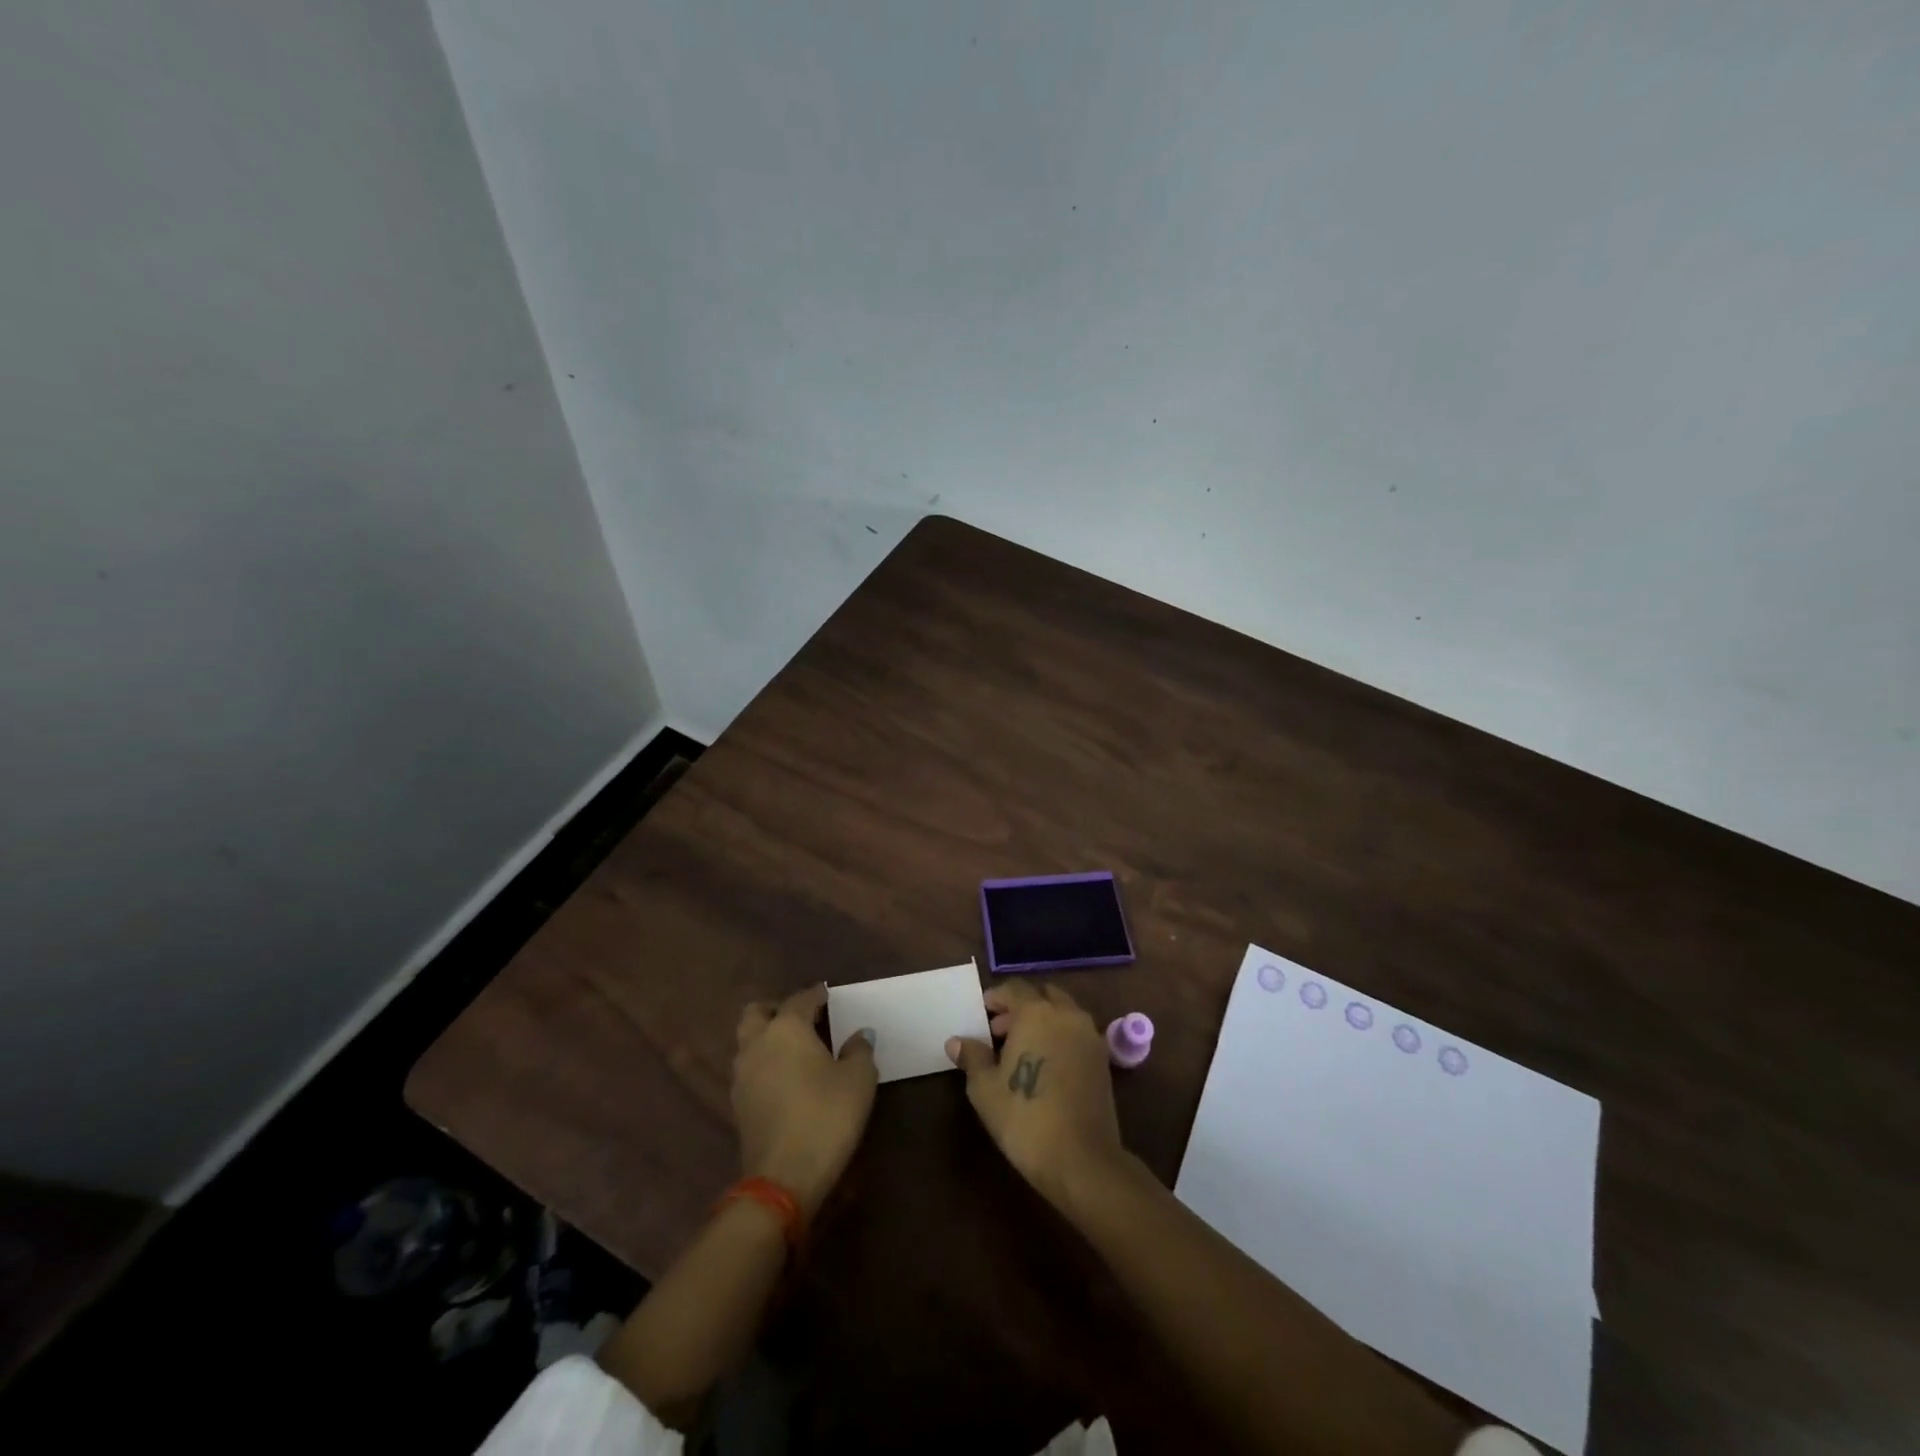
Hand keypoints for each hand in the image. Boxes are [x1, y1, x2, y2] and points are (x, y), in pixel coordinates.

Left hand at [733, 984, 877, 1217]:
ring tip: (794, 1048)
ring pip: (748, 1041)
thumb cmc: (827, 1116)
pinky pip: (749, 1069)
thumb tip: (859, 1035)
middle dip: (776, 1009)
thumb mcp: (859, 1079)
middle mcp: (758, 1044)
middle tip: (802, 1017)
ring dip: (767, 1037)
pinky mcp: (737, 1105)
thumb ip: (859, 1050)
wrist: (783, 1177)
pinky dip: (764, 1064)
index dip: (817, 994)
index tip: (828, 994)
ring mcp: (742, 1075)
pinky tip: (785, 1077)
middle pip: (757, 1013)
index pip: (800, 999)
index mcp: (787, 1028)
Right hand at [946, 979, 1124, 1205]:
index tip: (983, 1014)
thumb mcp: (985, 1089)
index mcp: (1036, 1012)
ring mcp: (1089, 1036)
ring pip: (1063, 1012)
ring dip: (1043, 1020)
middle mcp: (1067, 1015)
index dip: (996, 997)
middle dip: (1022, 1006)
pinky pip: (1077, 1033)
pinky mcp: (1103, 1059)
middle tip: (1001, 1031)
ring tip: (1022, 1050)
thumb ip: (972, 1057)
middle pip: (1043, 995)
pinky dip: (1061, 1036)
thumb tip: (956, 1041)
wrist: (1081, 1158)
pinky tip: (1046, 1065)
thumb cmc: (1025, 1118)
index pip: (1014, 988)